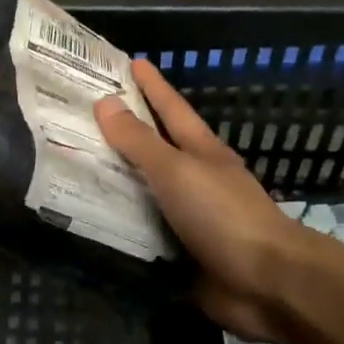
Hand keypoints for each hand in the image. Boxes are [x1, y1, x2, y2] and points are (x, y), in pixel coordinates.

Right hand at [96, 61, 303, 341]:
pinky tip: (90, 223)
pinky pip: (142, 234)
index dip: (151, 85)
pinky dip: (120, 226)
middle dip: (125, 132)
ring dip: (117, 182)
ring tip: (75, 168)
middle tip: (84, 116)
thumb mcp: (177, 170)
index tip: (131, 61)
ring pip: (145, 192)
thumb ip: (140, 141)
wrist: (268, 282)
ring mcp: (189, 218)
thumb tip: (105, 102)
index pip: (171, 108)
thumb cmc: (224, 215)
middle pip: (155, 149)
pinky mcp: (181, 254)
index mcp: (201, 151)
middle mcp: (195, 180)